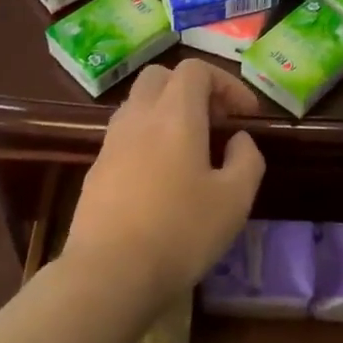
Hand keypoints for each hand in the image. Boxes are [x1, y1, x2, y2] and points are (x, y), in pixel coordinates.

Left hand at [61, 60, 266, 311]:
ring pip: (139, 104)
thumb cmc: (180, 231)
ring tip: (190, 150)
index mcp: (174, 114)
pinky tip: (161, 178)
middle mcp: (139, 116)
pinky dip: (148, 138)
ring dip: (167, 113)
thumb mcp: (235, 200)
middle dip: (192, 90)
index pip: (196, 70)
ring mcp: (111, 142)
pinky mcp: (96, 169)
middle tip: (215, 123)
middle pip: (161, 77)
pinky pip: (125, 135)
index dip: (226, 83)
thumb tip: (239, 140)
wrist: (108, 273)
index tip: (245, 116)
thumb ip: (247, 160)